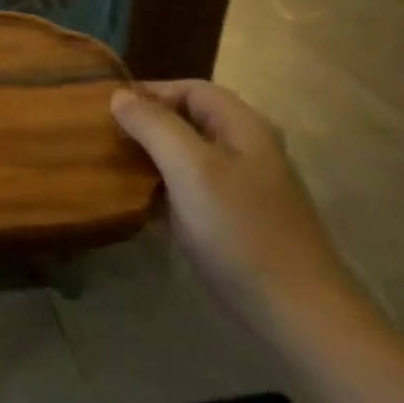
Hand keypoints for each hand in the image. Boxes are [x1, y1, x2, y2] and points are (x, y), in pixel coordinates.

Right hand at [112, 80, 368, 345]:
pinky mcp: (238, 218)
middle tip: (106, 138)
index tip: (108, 111)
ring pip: (189, 153)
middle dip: (147, 123)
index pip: (189, 88)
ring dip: (153, 155)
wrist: (297, 314)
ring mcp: (245, 185)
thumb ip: (153, 125)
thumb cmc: (241, 231)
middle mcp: (248, 148)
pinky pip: (193, 186)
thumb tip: (119, 95)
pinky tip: (143, 202)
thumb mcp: (190, 169)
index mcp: (244, 126)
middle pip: (189, 119)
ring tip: (115, 166)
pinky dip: (166, 185)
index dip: (149, 92)